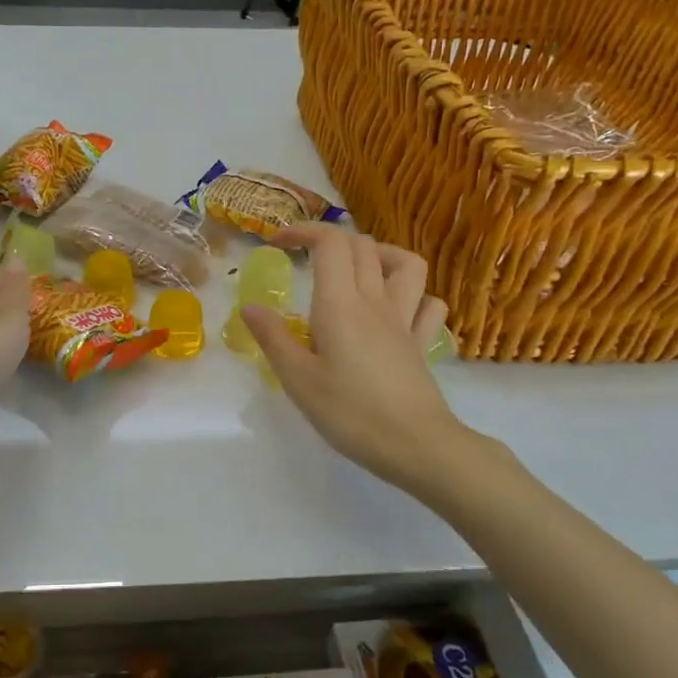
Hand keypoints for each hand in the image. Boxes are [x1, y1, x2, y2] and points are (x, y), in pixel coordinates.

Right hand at [241, 224, 469, 493]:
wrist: (416, 445)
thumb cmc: (350, 413)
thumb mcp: (298, 379)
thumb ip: (273, 338)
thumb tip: (250, 307)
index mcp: (340, 305)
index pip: (330, 243)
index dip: (304, 231)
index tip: (278, 243)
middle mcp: (375, 301)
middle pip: (363, 245)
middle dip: (331, 240)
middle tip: (306, 259)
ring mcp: (405, 320)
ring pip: (406, 263)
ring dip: (379, 255)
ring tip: (356, 272)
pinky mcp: (421, 342)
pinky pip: (428, 303)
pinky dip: (413, 296)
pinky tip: (395, 310)